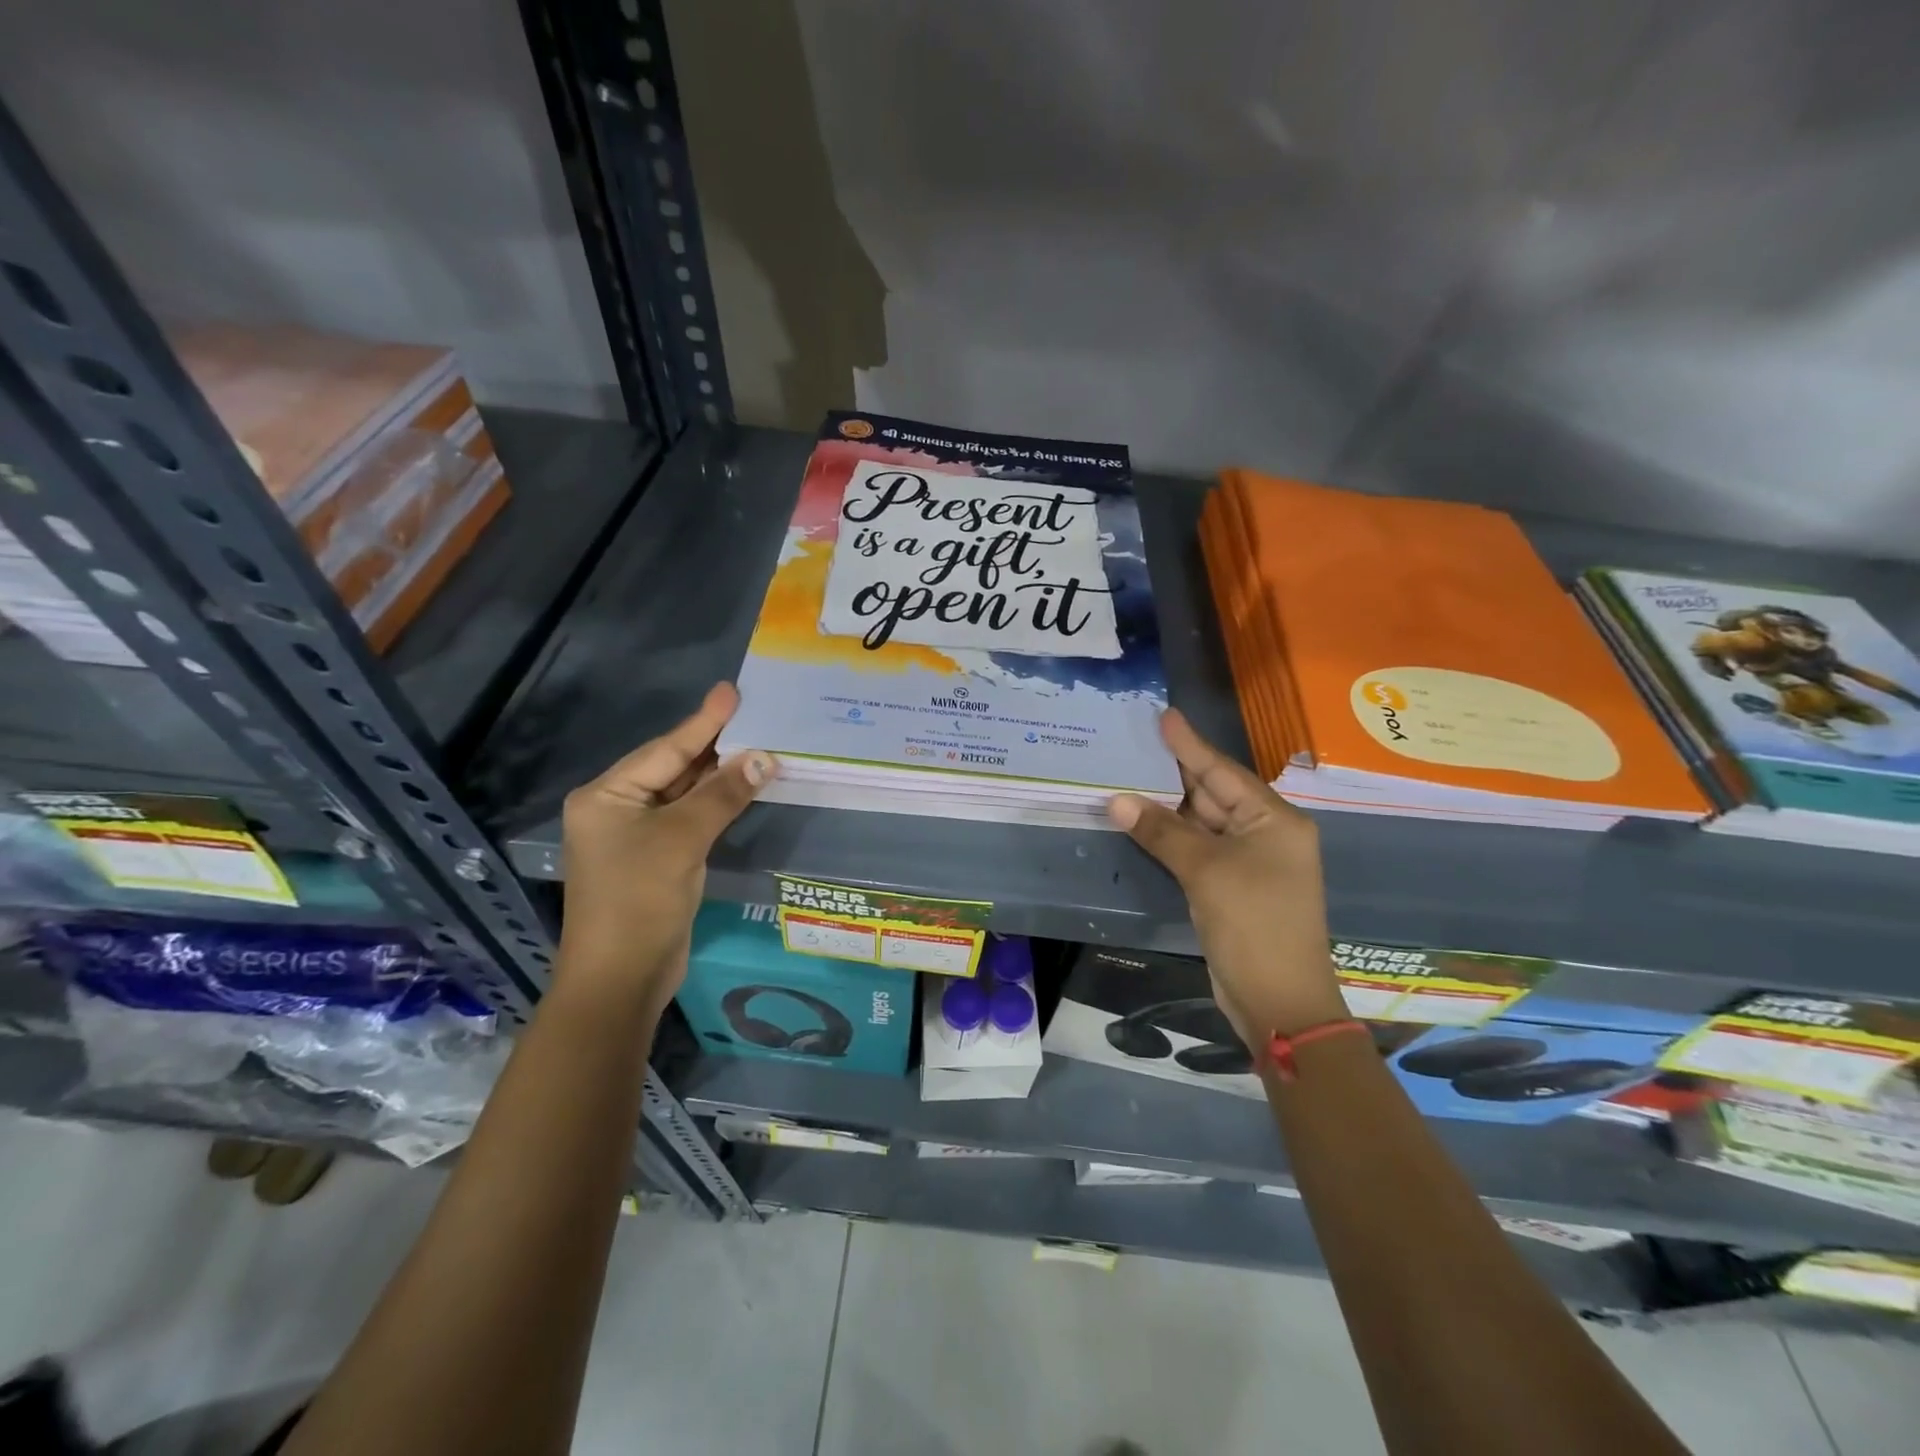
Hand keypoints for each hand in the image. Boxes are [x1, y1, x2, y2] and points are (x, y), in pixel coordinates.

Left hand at [556, 683, 774, 1008]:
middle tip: (753, 713)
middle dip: (714, 744)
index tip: (733, 691)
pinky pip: (690, 818)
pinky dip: (716, 803)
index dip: (704, 721)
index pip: (666, 749)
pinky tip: (742, 786)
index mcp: (607, 796)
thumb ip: (722, 794)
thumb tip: (764, 757)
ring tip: (757, 742)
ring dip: (719, 774)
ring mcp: (636, 836)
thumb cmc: (639, 900)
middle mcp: (617, 808)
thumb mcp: (682, 839)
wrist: (621, 978)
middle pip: (673, 767)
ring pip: (684, 793)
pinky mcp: (657, 859)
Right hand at [1109, 710, 1345, 1048]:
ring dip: (1166, 808)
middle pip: (1213, 794)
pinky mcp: (1231, 887)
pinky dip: (1170, 838)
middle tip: (1133, 745)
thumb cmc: (1253, 925)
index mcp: (1274, 820)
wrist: (1279, 1002)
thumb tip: (1117, 799)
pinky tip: (1141, 822)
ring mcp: (1249, 863)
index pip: (1223, 771)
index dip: (1189, 744)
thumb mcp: (1206, 872)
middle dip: (1173, 773)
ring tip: (1127, 776)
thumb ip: (1162, 832)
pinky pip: (1197, 850)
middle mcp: (1265, 834)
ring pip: (1202, 824)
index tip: (1163, 716)